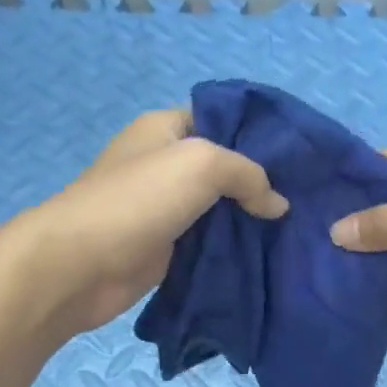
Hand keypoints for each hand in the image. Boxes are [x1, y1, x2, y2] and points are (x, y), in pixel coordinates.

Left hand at [12, 108, 287, 334]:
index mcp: (166, 130)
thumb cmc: (138, 201)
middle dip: (261, 185)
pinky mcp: (166, 249)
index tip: (300, 159)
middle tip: (306, 202)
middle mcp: (165, 165)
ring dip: (250, 222)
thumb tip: (278, 205)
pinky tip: (266, 257)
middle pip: (225, 170)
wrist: (81, 265)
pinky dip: (233, 250)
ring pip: (220, 211)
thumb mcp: (201, 164)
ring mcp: (165, 210)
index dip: (259, 136)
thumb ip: (248, 174)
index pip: (223, 120)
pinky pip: (209, 244)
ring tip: (295, 232)